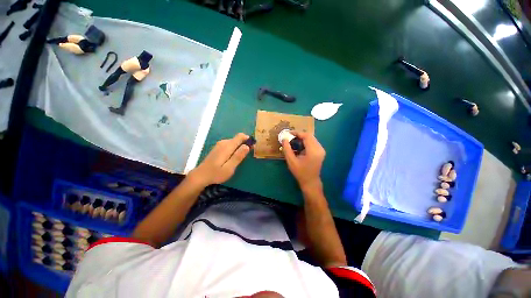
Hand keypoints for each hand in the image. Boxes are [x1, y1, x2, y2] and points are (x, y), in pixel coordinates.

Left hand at [189, 133, 250, 186]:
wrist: (200, 176)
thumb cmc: (216, 174)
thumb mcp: (229, 168)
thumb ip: (238, 156)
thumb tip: (247, 146)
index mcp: (227, 146)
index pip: (240, 136)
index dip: (248, 139)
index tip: (253, 146)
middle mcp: (223, 142)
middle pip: (237, 138)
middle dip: (244, 144)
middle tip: (247, 155)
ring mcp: (219, 145)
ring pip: (233, 141)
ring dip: (239, 146)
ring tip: (241, 157)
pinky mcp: (217, 148)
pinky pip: (229, 144)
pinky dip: (234, 148)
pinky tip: (233, 157)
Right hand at [282, 131, 324, 190]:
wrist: (310, 181)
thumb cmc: (300, 172)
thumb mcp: (291, 161)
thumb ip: (287, 149)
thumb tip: (284, 138)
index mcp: (313, 151)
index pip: (306, 136)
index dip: (297, 133)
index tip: (288, 133)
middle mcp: (319, 149)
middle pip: (310, 136)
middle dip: (299, 135)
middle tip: (290, 137)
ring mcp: (321, 150)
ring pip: (312, 138)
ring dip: (303, 138)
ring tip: (294, 141)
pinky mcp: (321, 151)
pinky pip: (313, 142)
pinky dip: (306, 141)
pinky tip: (300, 145)